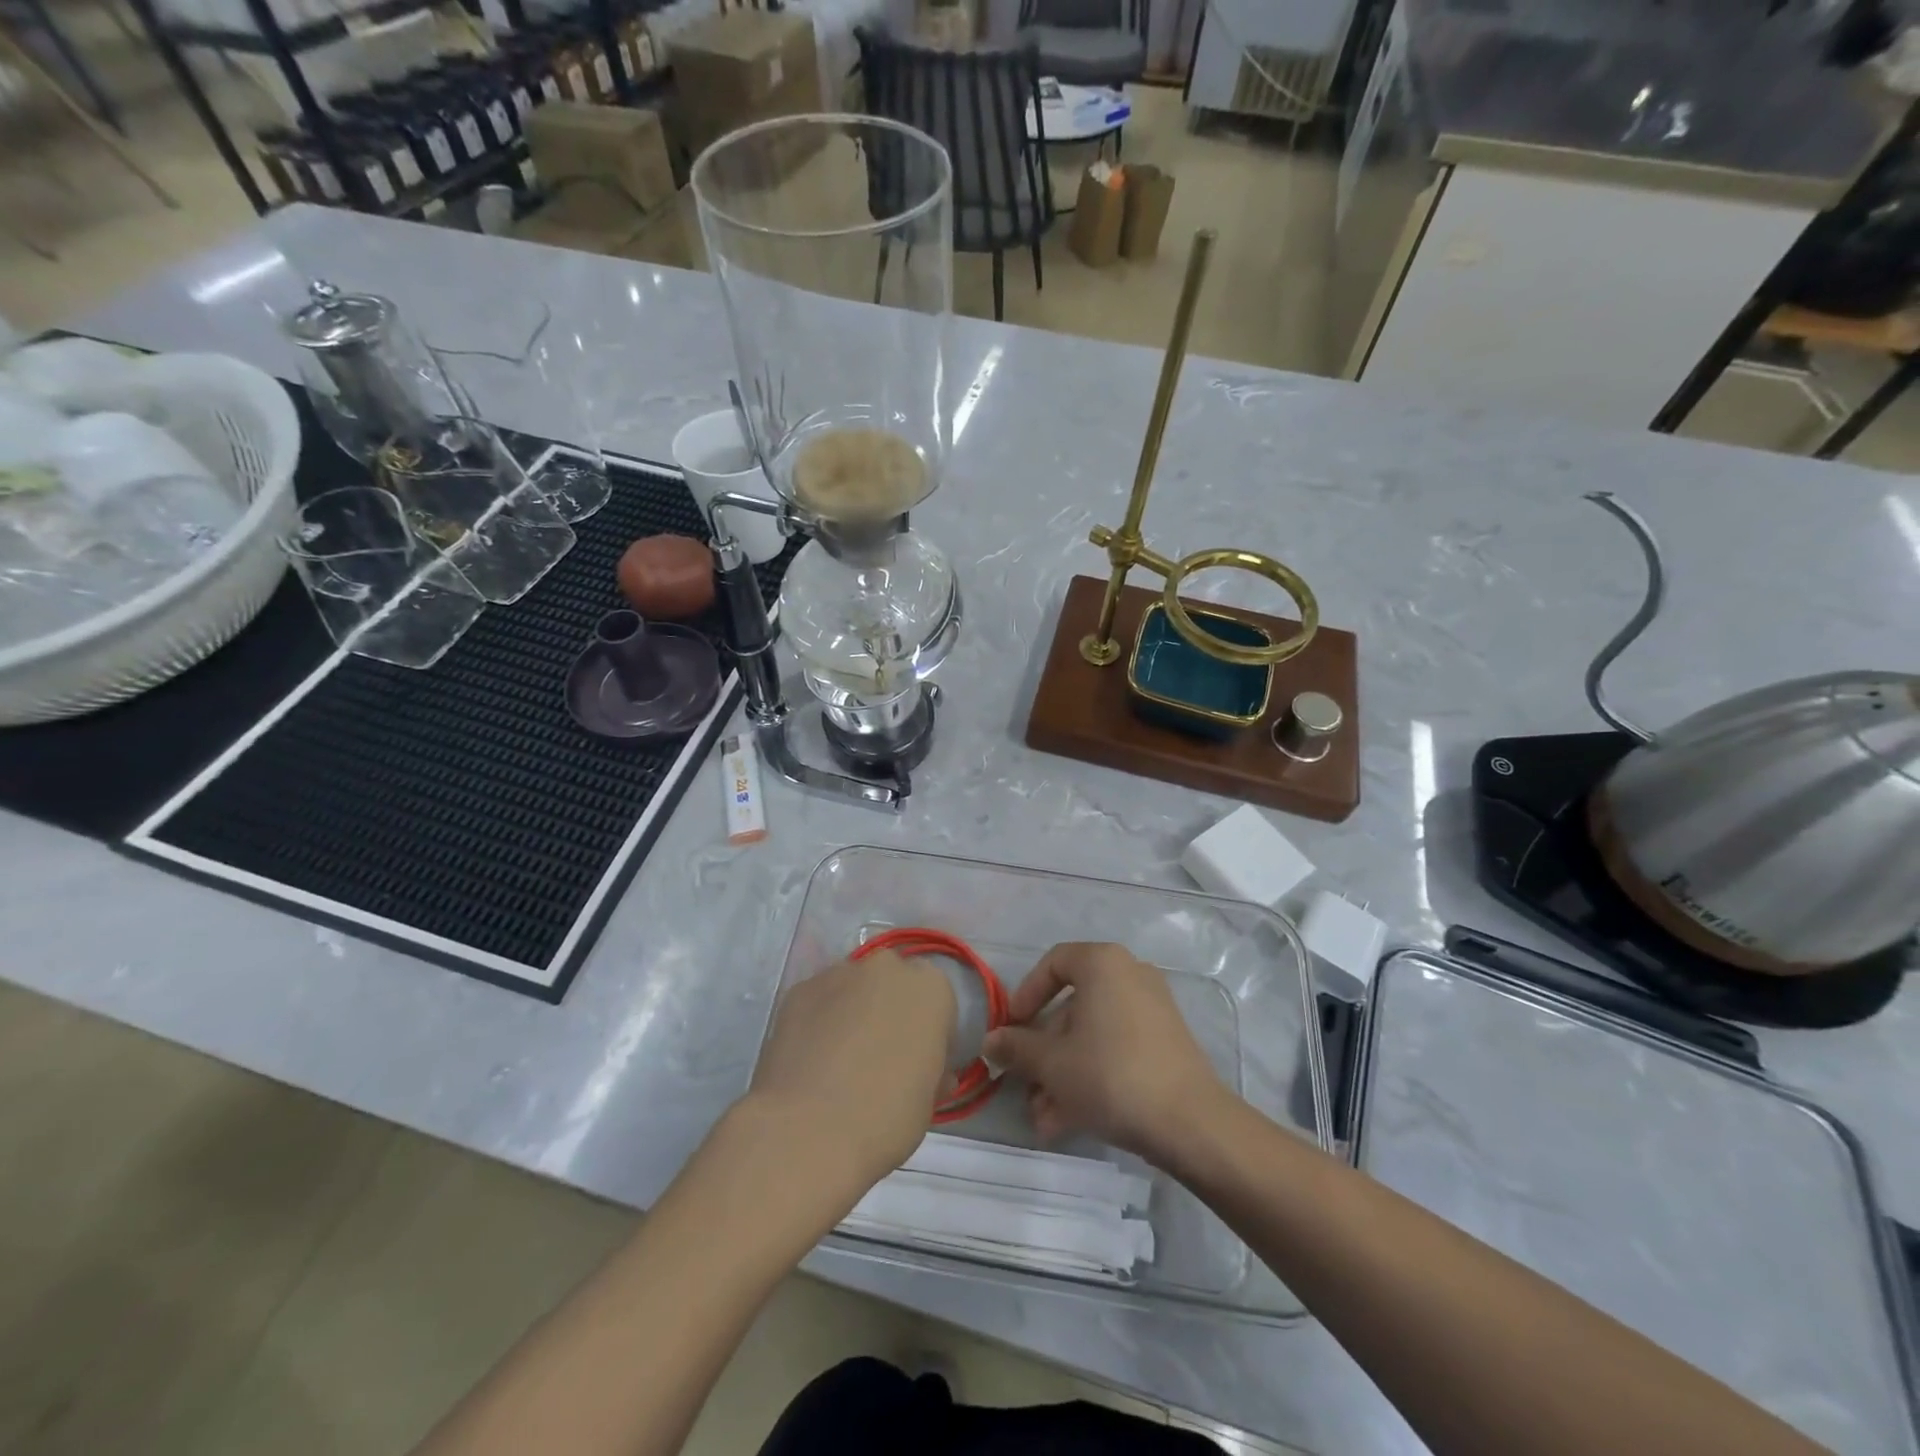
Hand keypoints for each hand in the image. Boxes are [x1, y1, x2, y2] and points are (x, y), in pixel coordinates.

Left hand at [747, 951, 955, 1186]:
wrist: (809, 1131)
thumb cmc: (887, 1118)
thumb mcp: (929, 1101)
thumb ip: (932, 1071)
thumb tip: (925, 1072)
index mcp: (932, 989)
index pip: (937, 1003)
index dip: (929, 1034)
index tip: (919, 1064)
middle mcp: (887, 968)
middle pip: (893, 984)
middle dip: (889, 1011)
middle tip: (879, 1057)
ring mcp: (839, 973)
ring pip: (853, 988)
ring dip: (852, 1012)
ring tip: (838, 1060)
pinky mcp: (799, 989)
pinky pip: (818, 1001)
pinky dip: (818, 1021)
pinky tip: (810, 1059)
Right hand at [983, 942, 1226, 1163]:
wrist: (1190, 1122)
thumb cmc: (1110, 1074)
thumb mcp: (1051, 1063)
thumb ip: (1016, 1047)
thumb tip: (991, 1042)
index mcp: (1102, 963)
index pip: (1053, 963)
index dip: (1025, 995)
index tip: (1011, 1029)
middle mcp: (1129, 975)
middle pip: (1072, 1007)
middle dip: (1043, 1051)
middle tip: (1024, 1085)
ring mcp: (1152, 1009)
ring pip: (1092, 1035)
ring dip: (1062, 1073)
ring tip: (1043, 1118)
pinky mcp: (1165, 1043)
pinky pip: (1116, 1049)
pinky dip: (1091, 1076)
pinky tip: (1068, 1121)